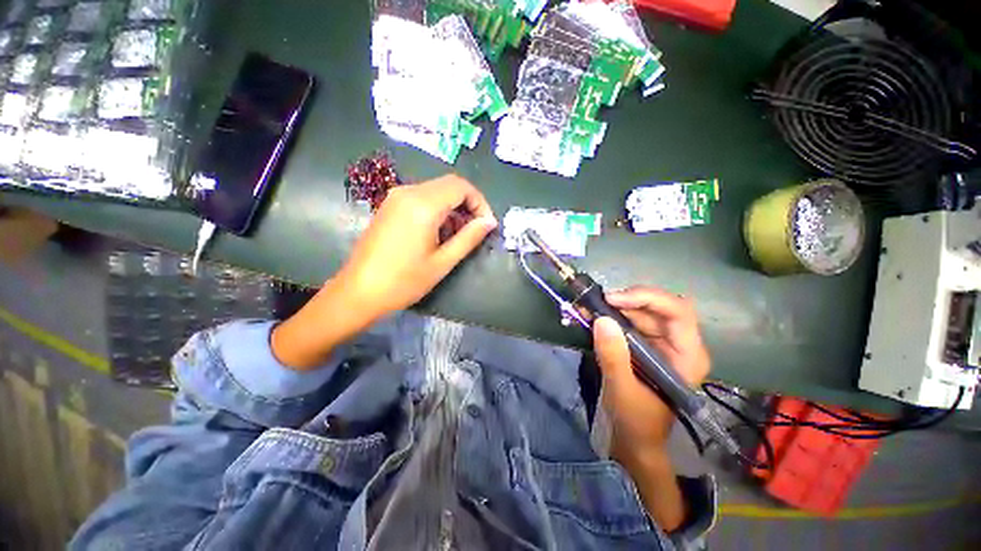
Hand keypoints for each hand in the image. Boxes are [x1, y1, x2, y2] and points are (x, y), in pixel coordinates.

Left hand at [272, 175, 495, 369]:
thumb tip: (489, 222)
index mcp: (423, 205)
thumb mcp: (443, 262)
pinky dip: (437, 209)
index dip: (480, 202)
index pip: (461, 186)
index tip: (487, 224)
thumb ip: (469, 238)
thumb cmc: (404, 281)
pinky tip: (437, 233)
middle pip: (449, 185)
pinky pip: (421, 198)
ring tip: (457, 236)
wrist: (359, 292)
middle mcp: (408, 192)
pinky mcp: (389, 206)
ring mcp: (395, 197)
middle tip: (475, 230)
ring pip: (436, 191)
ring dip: (452, 208)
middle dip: (468, 204)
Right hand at [591, 288, 709, 461]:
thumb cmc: (636, 421)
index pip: (677, 312)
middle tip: (596, 303)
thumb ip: (613, 357)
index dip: (647, 298)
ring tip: (588, 308)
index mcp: (687, 355)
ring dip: (614, 307)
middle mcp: (678, 343)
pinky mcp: (644, 345)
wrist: (634, 439)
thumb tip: (601, 320)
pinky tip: (592, 317)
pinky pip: (629, 321)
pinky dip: (610, 316)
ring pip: (641, 311)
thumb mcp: (622, 390)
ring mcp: (661, 343)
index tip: (612, 300)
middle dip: (626, 301)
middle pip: (657, 307)